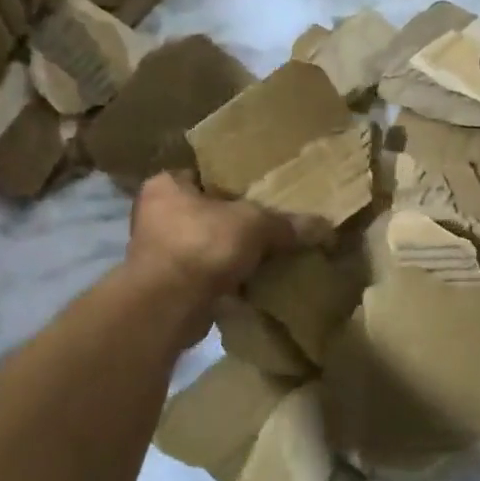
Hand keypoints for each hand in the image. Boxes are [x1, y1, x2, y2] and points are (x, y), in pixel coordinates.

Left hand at [126, 172, 318, 301]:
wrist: (167, 306)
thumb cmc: (202, 244)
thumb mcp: (254, 224)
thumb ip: (286, 223)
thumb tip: (324, 226)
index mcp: (166, 185)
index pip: (204, 174)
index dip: (233, 182)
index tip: (260, 191)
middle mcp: (155, 214)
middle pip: (206, 212)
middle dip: (234, 222)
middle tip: (270, 224)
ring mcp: (158, 253)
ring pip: (206, 246)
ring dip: (230, 254)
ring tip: (267, 254)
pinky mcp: (167, 287)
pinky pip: (205, 276)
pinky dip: (225, 280)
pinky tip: (254, 283)